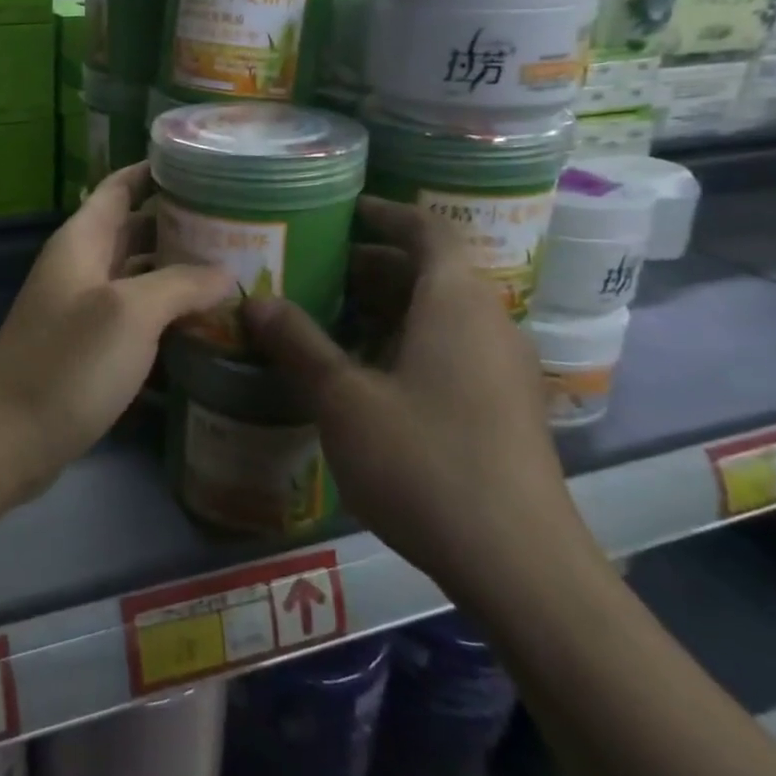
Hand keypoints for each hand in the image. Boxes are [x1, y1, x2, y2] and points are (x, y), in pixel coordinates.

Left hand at [0, 164, 233, 501]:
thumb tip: (225, 272)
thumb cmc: (68, 364)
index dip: (155, 171)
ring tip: (235, 271)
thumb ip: (180, 284)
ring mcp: (83, 309)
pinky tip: (206, 324)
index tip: (205, 167)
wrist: (11, 438)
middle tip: (240, 226)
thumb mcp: (130, 314)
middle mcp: (80, 266)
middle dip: (181, 225)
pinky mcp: (89, 347)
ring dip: (178, 272)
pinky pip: (134, 316)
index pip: (120, 187)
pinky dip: (166, 313)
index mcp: (81, 241)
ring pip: (138, 275)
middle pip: (134, 230)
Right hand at [244, 198, 595, 604]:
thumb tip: (256, 301)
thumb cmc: (425, 460)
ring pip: (440, 314)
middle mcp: (488, 322)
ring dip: (388, 307)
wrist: (520, 564)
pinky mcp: (504, 408)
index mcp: (455, 302)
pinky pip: (451, 349)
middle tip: (316, 270)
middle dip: (373, 265)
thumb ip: (298, 344)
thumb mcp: (344, 399)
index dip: (387, 214)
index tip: (346, 210)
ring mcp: (503, 368)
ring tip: (330, 319)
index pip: (428, 230)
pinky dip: (407, 342)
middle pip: (431, 272)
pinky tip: (367, 374)